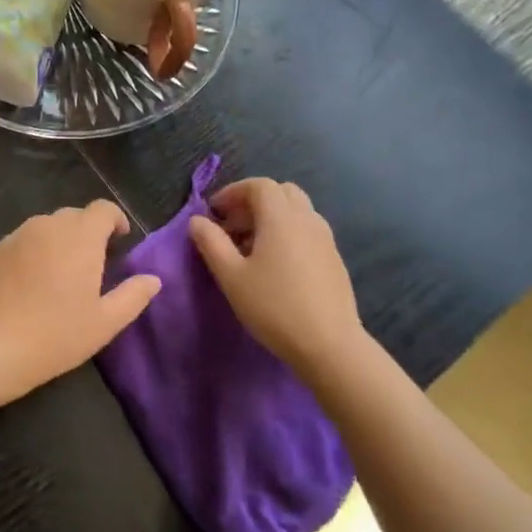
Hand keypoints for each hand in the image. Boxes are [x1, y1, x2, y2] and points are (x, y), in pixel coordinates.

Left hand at [0, 201, 160, 403]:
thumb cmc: (57, 334)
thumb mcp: (105, 322)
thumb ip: (133, 295)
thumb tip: (153, 279)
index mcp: (80, 237)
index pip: (102, 209)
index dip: (115, 219)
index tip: (120, 239)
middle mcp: (48, 226)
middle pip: (74, 215)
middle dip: (87, 231)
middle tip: (93, 263)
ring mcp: (17, 235)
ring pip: (46, 226)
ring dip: (59, 240)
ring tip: (61, 273)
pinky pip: (22, 241)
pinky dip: (33, 251)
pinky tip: (31, 282)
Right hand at [188, 179, 363, 378]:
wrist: (330, 345)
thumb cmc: (274, 307)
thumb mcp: (231, 276)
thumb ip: (210, 242)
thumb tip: (198, 221)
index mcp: (281, 218)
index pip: (259, 185)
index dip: (233, 192)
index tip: (214, 213)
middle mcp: (307, 220)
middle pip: (281, 192)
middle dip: (254, 202)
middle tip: (232, 226)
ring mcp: (325, 239)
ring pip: (297, 212)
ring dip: (271, 218)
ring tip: (250, 248)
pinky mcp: (334, 260)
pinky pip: (307, 231)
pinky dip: (287, 233)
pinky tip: (276, 265)